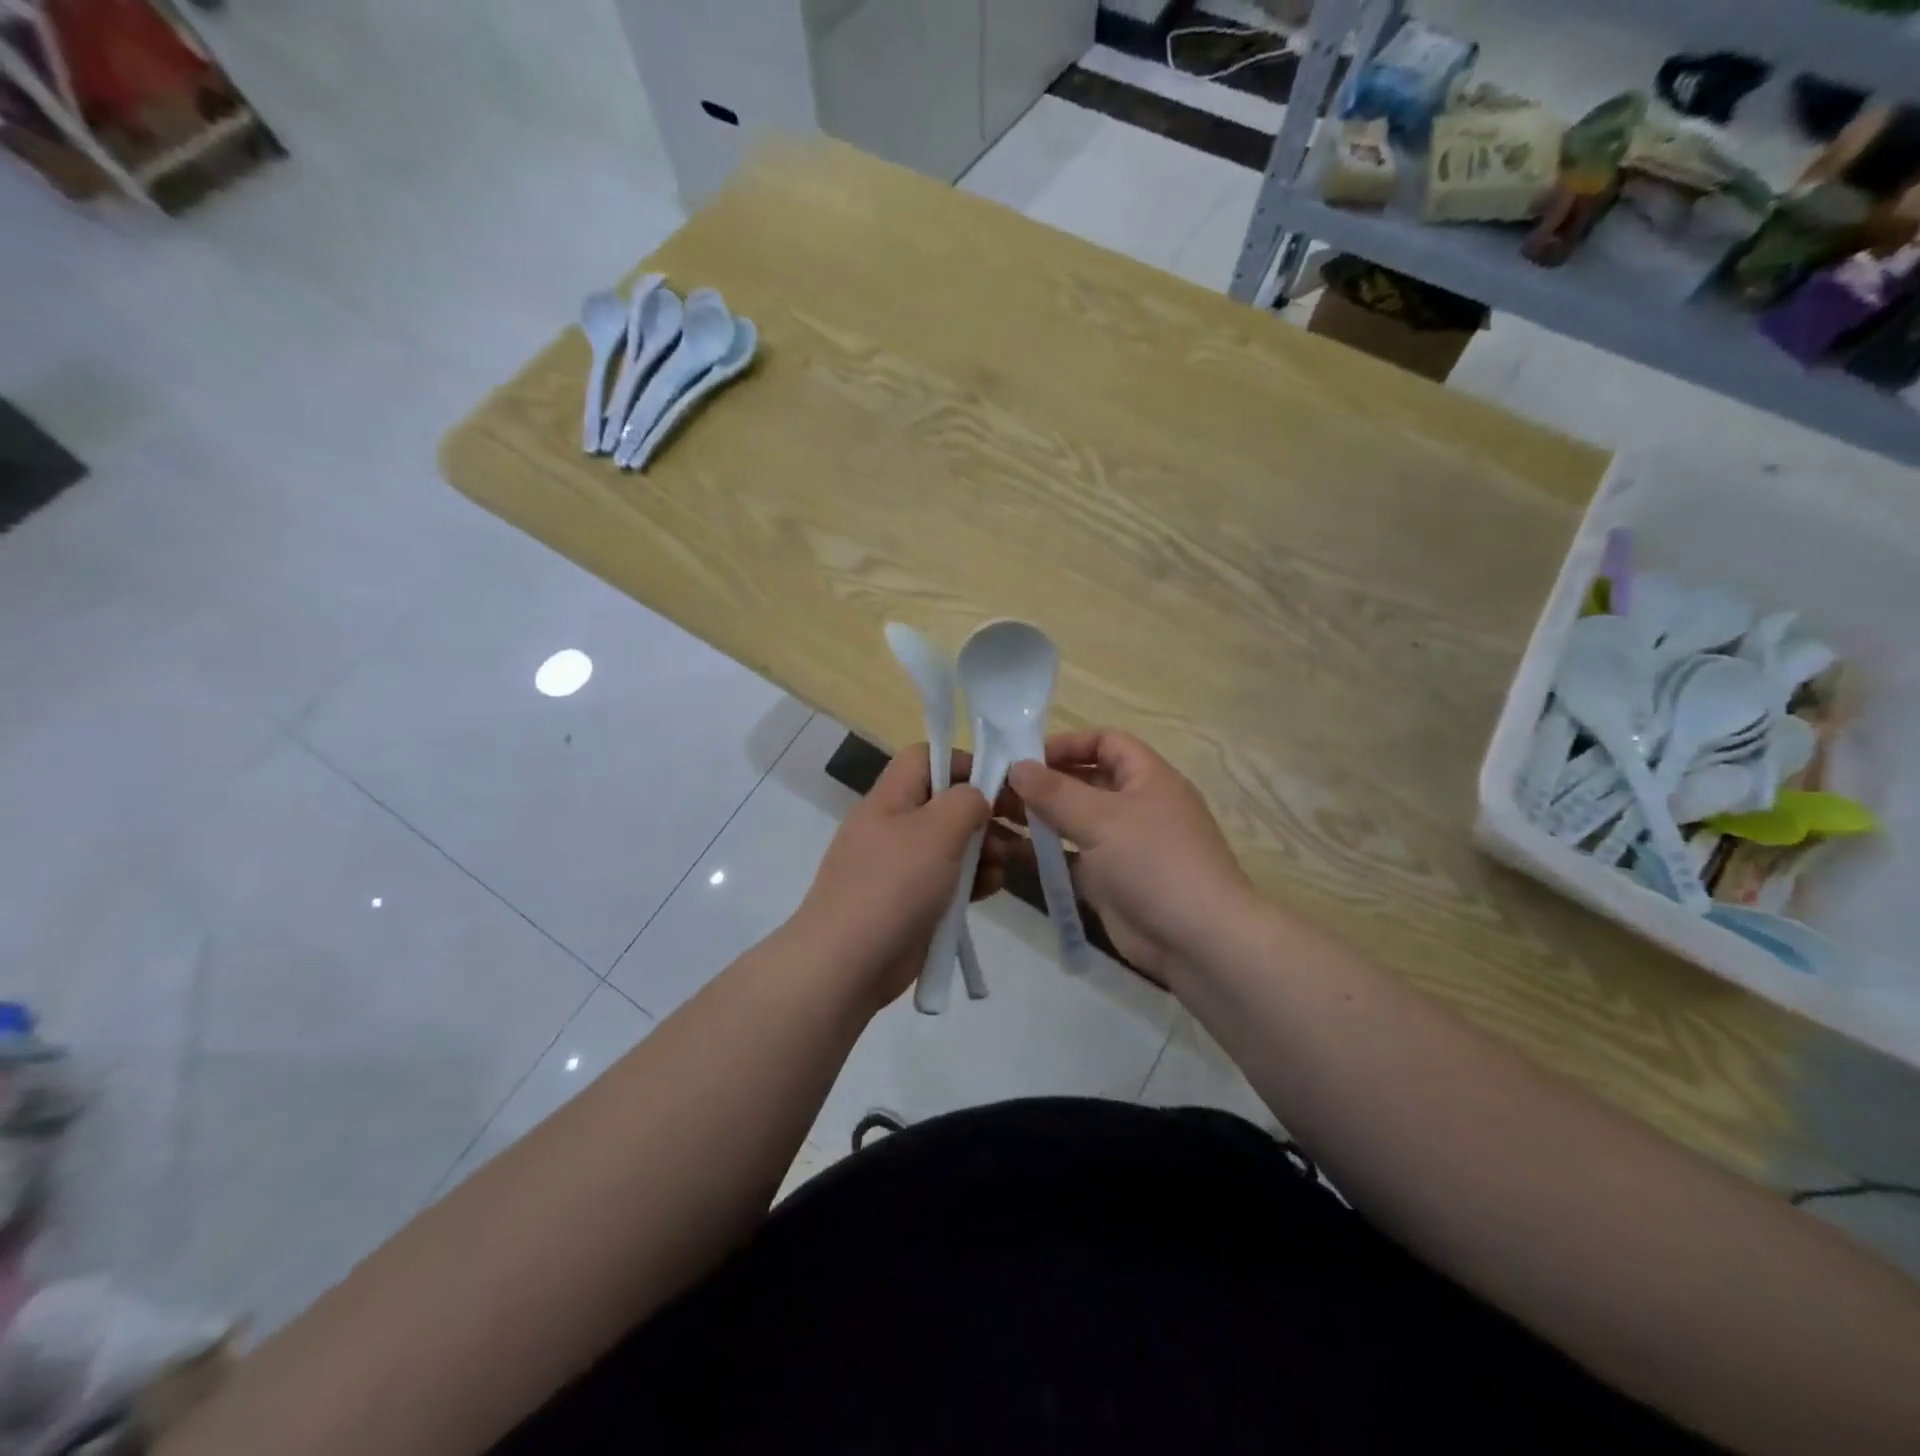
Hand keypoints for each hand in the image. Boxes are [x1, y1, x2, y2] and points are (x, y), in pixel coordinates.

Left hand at [792, 744, 996, 1008]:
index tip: (999, 783)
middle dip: (984, 813)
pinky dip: (971, 880)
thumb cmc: (894, 885)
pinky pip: (947, 880)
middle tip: (1018, 828)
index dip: (963, 762)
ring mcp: (900, 867)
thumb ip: (966, 801)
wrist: (846, 964)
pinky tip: (992, 889)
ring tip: (1007, 864)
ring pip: (951, 844)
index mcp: (890, 798)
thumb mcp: (937, 830)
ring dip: (984, 849)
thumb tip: (977, 798)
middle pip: (944, 803)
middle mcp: (893, 826)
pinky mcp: (910, 902)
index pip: (925, 757)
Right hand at [1006, 730, 1256, 981]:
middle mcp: (1136, 806)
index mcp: (1147, 778)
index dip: (1068, 744)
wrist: (1197, 940)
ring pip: (1074, 821)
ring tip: (992, 815)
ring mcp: (1123, 845)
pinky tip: (1006, 851)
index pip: (1106, 742)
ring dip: (1037, 817)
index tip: (1025, 757)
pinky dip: (1043, 852)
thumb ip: (1055, 792)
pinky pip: (1071, 857)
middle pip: (1085, 781)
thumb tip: (1017, 766)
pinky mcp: (1110, 881)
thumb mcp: (1102, 819)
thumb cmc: (1153, 862)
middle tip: (995, 788)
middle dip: (1043, 782)